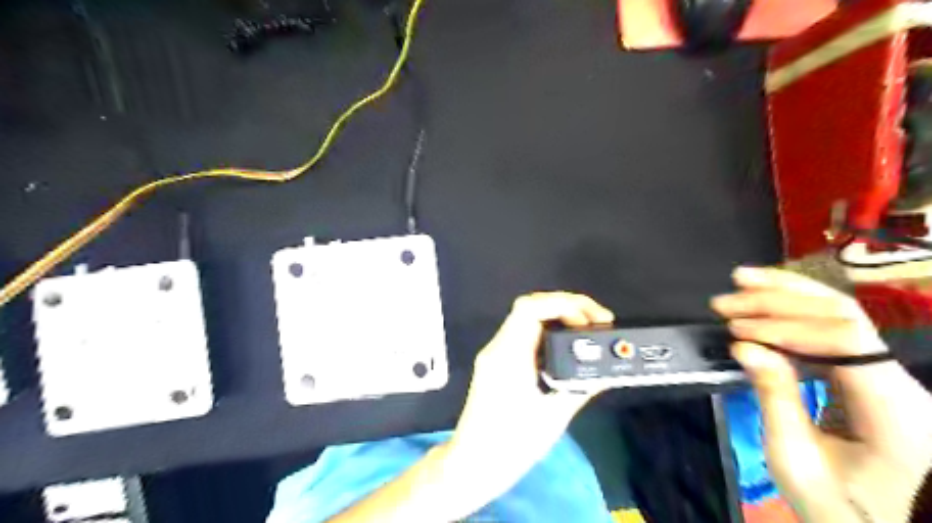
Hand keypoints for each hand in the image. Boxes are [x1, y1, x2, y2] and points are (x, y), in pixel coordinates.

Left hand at [443, 294, 612, 497]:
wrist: (474, 464)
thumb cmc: (510, 445)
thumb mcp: (552, 418)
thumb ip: (579, 389)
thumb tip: (604, 373)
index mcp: (509, 356)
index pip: (531, 308)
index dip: (564, 304)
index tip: (591, 319)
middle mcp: (498, 348)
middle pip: (529, 307)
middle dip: (565, 307)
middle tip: (595, 322)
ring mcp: (495, 354)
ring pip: (526, 319)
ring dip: (557, 317)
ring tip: (586, 331)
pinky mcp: (496, 363)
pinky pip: (523, 335)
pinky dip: (547, 333)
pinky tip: (565, 347)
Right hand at [710, 269, 931, 522]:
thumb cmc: (839, 505)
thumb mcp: (796, 459)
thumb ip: (774, 397)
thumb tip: (745, 347)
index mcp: (897, 412)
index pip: (847, 340)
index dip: (788, 326)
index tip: (737, 331)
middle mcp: (900, 382)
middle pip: (845, 316)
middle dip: (780, 300)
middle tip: (726, 301)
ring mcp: (887, 375)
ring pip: (841, 314)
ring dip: (785, 295)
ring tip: (740, 282)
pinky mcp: (868, 374)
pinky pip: (832, 330)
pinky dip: (792, 312)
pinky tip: (763, 300)